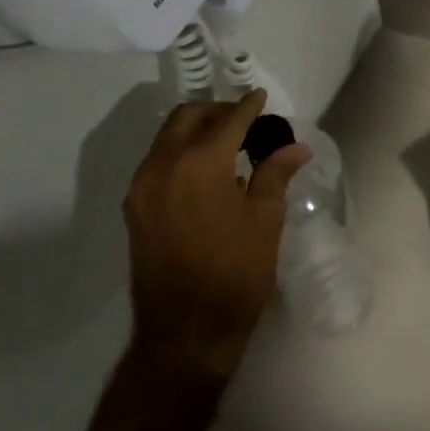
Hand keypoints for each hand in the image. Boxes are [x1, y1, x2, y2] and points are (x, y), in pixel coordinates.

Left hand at [124, 89, 310, 379]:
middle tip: (245, 120)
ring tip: (227, 144)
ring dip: (196, 130)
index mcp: (200, 163)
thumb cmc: (235, 273)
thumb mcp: (265, 220)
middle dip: (217, 112)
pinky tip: (204, 171)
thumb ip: (275, 174)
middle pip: (188, 118)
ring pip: (167, 137)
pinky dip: (180, 153)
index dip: (249, 106)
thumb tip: (295, 147)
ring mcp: (142, 187)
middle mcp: (163, 165)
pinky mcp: (134, 209)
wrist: (185, 332)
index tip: (262, 98)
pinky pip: (157, 162)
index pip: (228, 120)